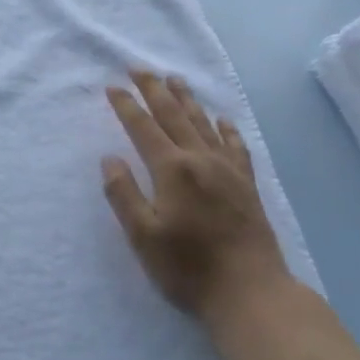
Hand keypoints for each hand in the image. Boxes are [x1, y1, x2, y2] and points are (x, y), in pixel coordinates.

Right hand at [102, 71, 300, 332]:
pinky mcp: (247, 184)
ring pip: (204, 124)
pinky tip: (222, 120)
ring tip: (175, 79)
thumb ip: (123, 194)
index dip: (127, 106)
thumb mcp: (142, 236)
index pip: (144, 128)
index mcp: (172, 170)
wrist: (250, 291)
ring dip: (187, 100)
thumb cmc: (188, 268)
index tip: (113, 87)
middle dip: (155, 90)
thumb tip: (109, 159)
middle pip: (174, 115)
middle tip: (140, 68)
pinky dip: (226, 129)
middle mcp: (201, 160)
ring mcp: (228, 170)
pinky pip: (236, 146)